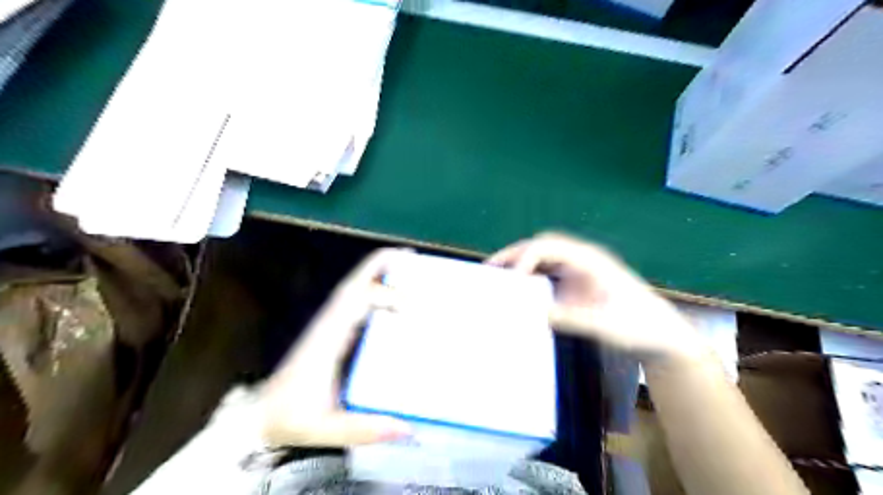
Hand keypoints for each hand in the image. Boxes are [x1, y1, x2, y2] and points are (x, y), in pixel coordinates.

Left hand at [260, 250, 414, 446]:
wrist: (262, 416)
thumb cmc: (293, 417)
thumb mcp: (326, 428)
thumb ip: (366, 429)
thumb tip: (409, 427)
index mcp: (328, 338)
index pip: (356, 301)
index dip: (384, 296)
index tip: (411, 307)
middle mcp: (330, 323)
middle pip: (354, 283)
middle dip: (380, 265)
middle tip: (410, 256)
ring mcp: (330, 324)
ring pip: (354, 287)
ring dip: (378, 272)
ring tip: (406, 266)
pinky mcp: (332, 330)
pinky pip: (355, 301)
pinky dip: (373, 288)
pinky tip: (392, 295)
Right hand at [489, 232, 704, 363]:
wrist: (661, 334)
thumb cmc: (638, 327)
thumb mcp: (604, 326)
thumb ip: (569, 318)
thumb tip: (532, 313)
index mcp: (590, 259)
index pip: (549, 246)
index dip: (526, 258)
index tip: (511, 279)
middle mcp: (582, 258)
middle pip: (542, 245)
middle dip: (515, 254)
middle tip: (490, 268)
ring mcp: (580, 269)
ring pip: (543, 256)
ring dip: (519, 262)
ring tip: (497, 275)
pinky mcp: (577, 282)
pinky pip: (547, 271)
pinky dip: (529, 275)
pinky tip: (518, 287)